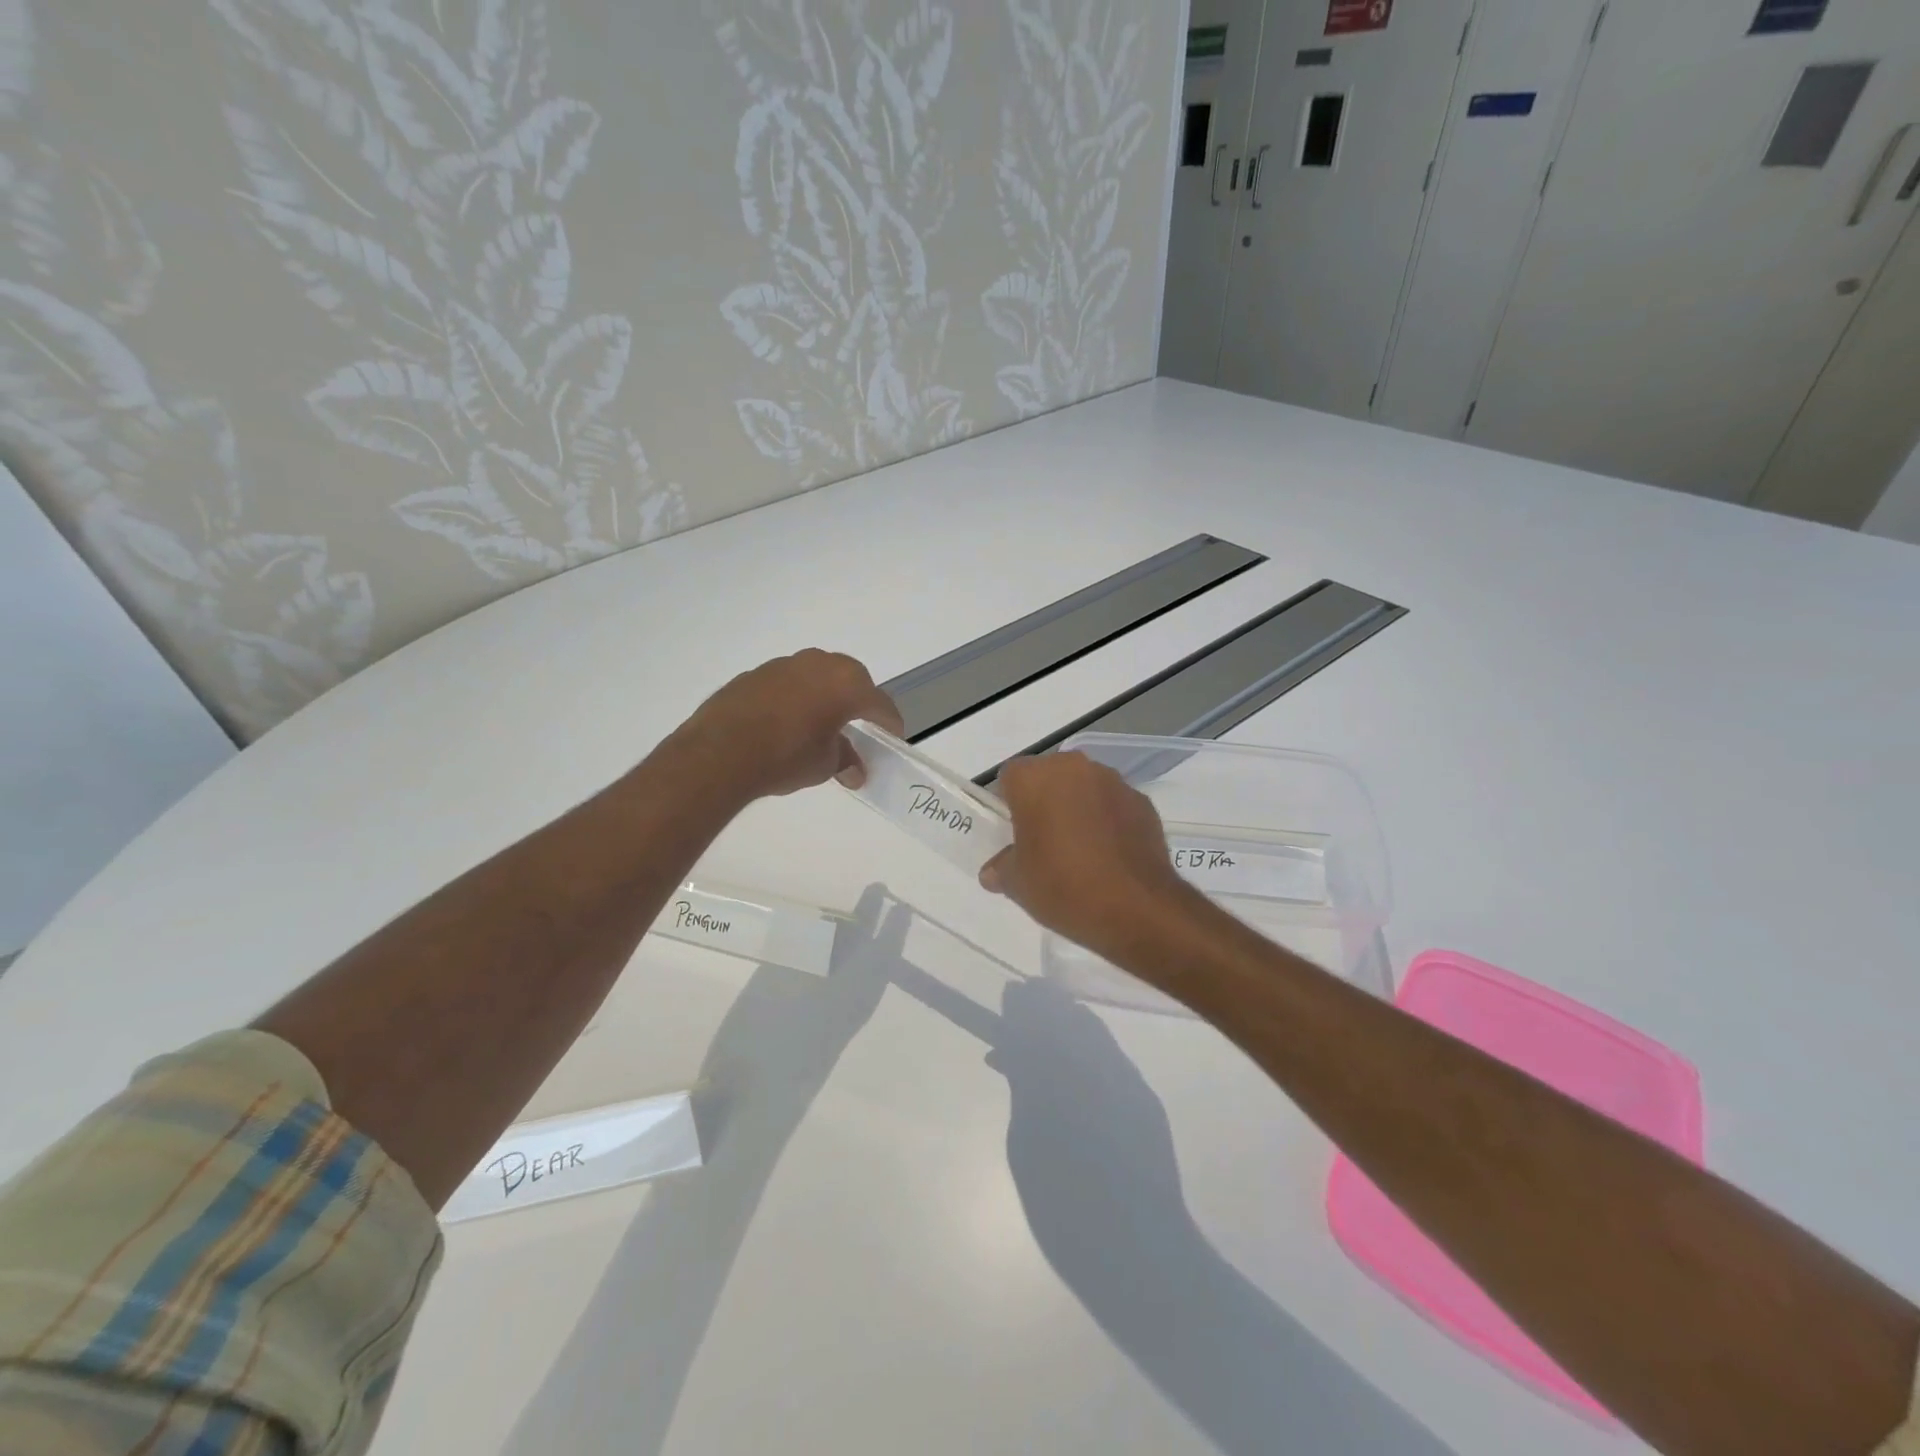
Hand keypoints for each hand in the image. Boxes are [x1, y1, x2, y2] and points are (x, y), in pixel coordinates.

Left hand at [673, 649, 902, 801]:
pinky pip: (788, 683)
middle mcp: (819, 664)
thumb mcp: (824, 765)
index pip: (879, 703)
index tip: (894, 737)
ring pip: (817, 676)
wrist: (720, 752)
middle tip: (859, 725)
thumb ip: (844, 760)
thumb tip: (854, 771)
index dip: (890, 723)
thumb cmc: (786, 757)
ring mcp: (784, 665)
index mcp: (846, 684)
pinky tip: (786, 721)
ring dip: (824, 695)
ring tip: (820, 722)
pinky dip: (795, 697)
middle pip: (851, 680)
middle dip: (858, 701)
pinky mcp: (755, 673)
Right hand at [979, 752, 1195, 962]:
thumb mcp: (1018, 884)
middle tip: (1042, 842)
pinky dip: (1107, 821)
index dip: (1007, 804)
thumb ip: (1001, 868)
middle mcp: (1074, 768)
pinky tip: (1108, 855)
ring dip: (1077, 808)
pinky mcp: (1143, 802)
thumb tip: (994, 871)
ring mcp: (1113, 782)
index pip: (1010, 778)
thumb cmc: (1063, 886)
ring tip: (1079, 850)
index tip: (1012, 834)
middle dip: (1043, 802)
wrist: (1137, 907)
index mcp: (1035, 778)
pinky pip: (1113, 805)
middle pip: (1049, 777)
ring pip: (1083, 788)